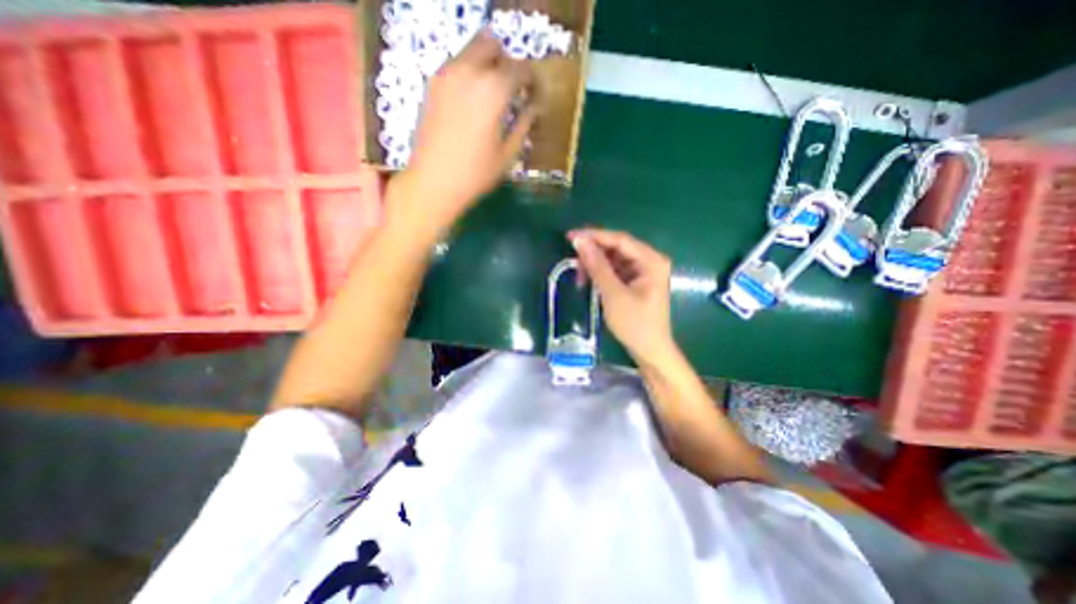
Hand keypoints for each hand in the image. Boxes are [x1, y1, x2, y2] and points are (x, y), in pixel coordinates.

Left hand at [392, 31, 532, 235]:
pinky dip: (469, 73)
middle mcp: (469, 72)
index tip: (534, 93)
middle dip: (507, 63)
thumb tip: (534, 106)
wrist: (433, 182)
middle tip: (512, 89)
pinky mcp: (432, 84)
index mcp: (493, 91)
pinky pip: (456, 64)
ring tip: (493, 96)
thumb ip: (524, 124)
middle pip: (492, 45)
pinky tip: (472, 101)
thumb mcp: (507, 153)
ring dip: (487, 65)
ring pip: (471, 50)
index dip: (531, 79)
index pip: (520, 68)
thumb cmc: (475, 174)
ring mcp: (446, 74)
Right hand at [567, 229, 674, 364]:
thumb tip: (579, 242)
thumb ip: (597, 266)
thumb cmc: (634, 324)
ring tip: (579, 276)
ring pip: (614, 259)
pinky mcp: (636, 282)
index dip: (594, 236)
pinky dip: (601, 274)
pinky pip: (616, 270)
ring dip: (595, 264)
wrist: (650, 351)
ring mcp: (643, 272)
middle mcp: (649, 261)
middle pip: (617, 248)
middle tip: (572, 259)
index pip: (619, 240)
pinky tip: (589, 280)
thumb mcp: (613, 294)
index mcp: (651, 260)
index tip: (570, 237)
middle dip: (593, 252)